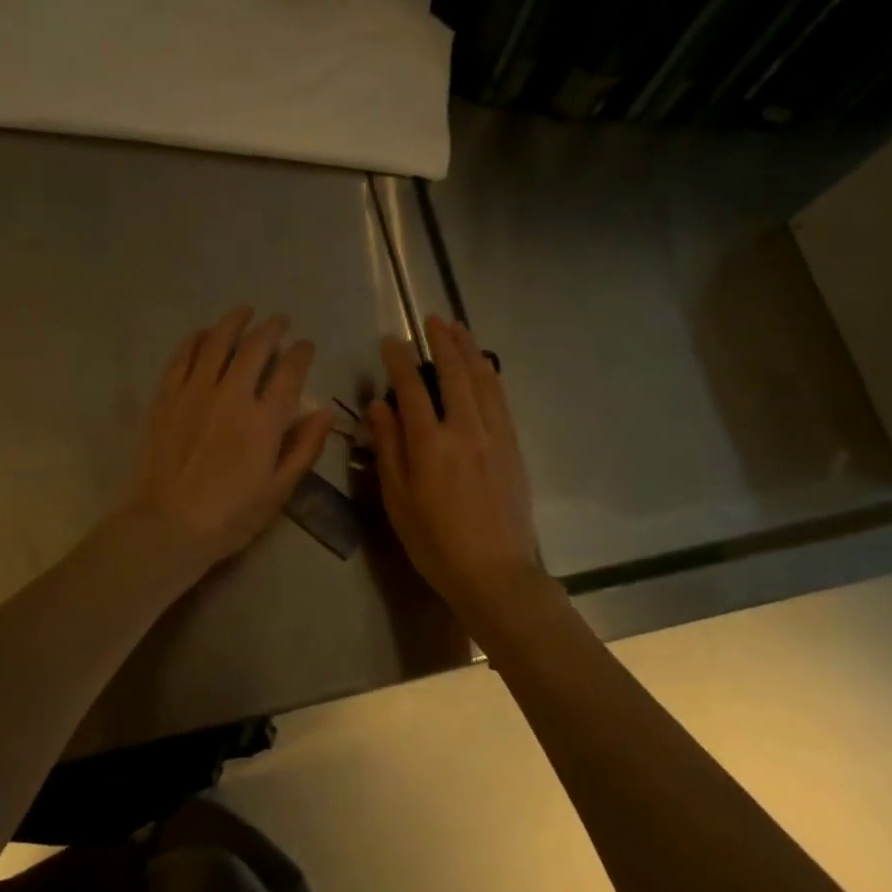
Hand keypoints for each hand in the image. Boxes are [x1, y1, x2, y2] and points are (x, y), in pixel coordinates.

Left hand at [119, 306, 331, 573]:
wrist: (166, 526)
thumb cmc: (230, 516)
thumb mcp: (279, 490)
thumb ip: (305, 448)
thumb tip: (326, 412)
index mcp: (265, 420)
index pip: (290, 372)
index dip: (301, 352)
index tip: (305, 345)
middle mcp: (232, 395)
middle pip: (255, 347)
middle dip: (272, 328)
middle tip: (279, 321)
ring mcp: (195, 392)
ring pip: (217, 342)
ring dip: (234, 322)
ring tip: (244, 311)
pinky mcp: (166, 396)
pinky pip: (182, 356)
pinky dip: (195, 339)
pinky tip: (203, 333)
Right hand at [368, 315, 547, 621]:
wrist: (494, 572)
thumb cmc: (435, 542)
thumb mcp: (398, 499)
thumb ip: (389, 447)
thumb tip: (379, 404)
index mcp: (430, 443)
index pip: (411, 387)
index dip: (399, 360)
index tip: (390, 340)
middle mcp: (465, 429)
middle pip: (454, 372)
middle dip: (442, 341)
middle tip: (432, 319)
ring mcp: (494, 435)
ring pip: (482, 380)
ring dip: (469, 349)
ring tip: (459, 328)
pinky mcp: (512, 446)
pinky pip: (501, 399)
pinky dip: (490, 375)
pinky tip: (485, 365)